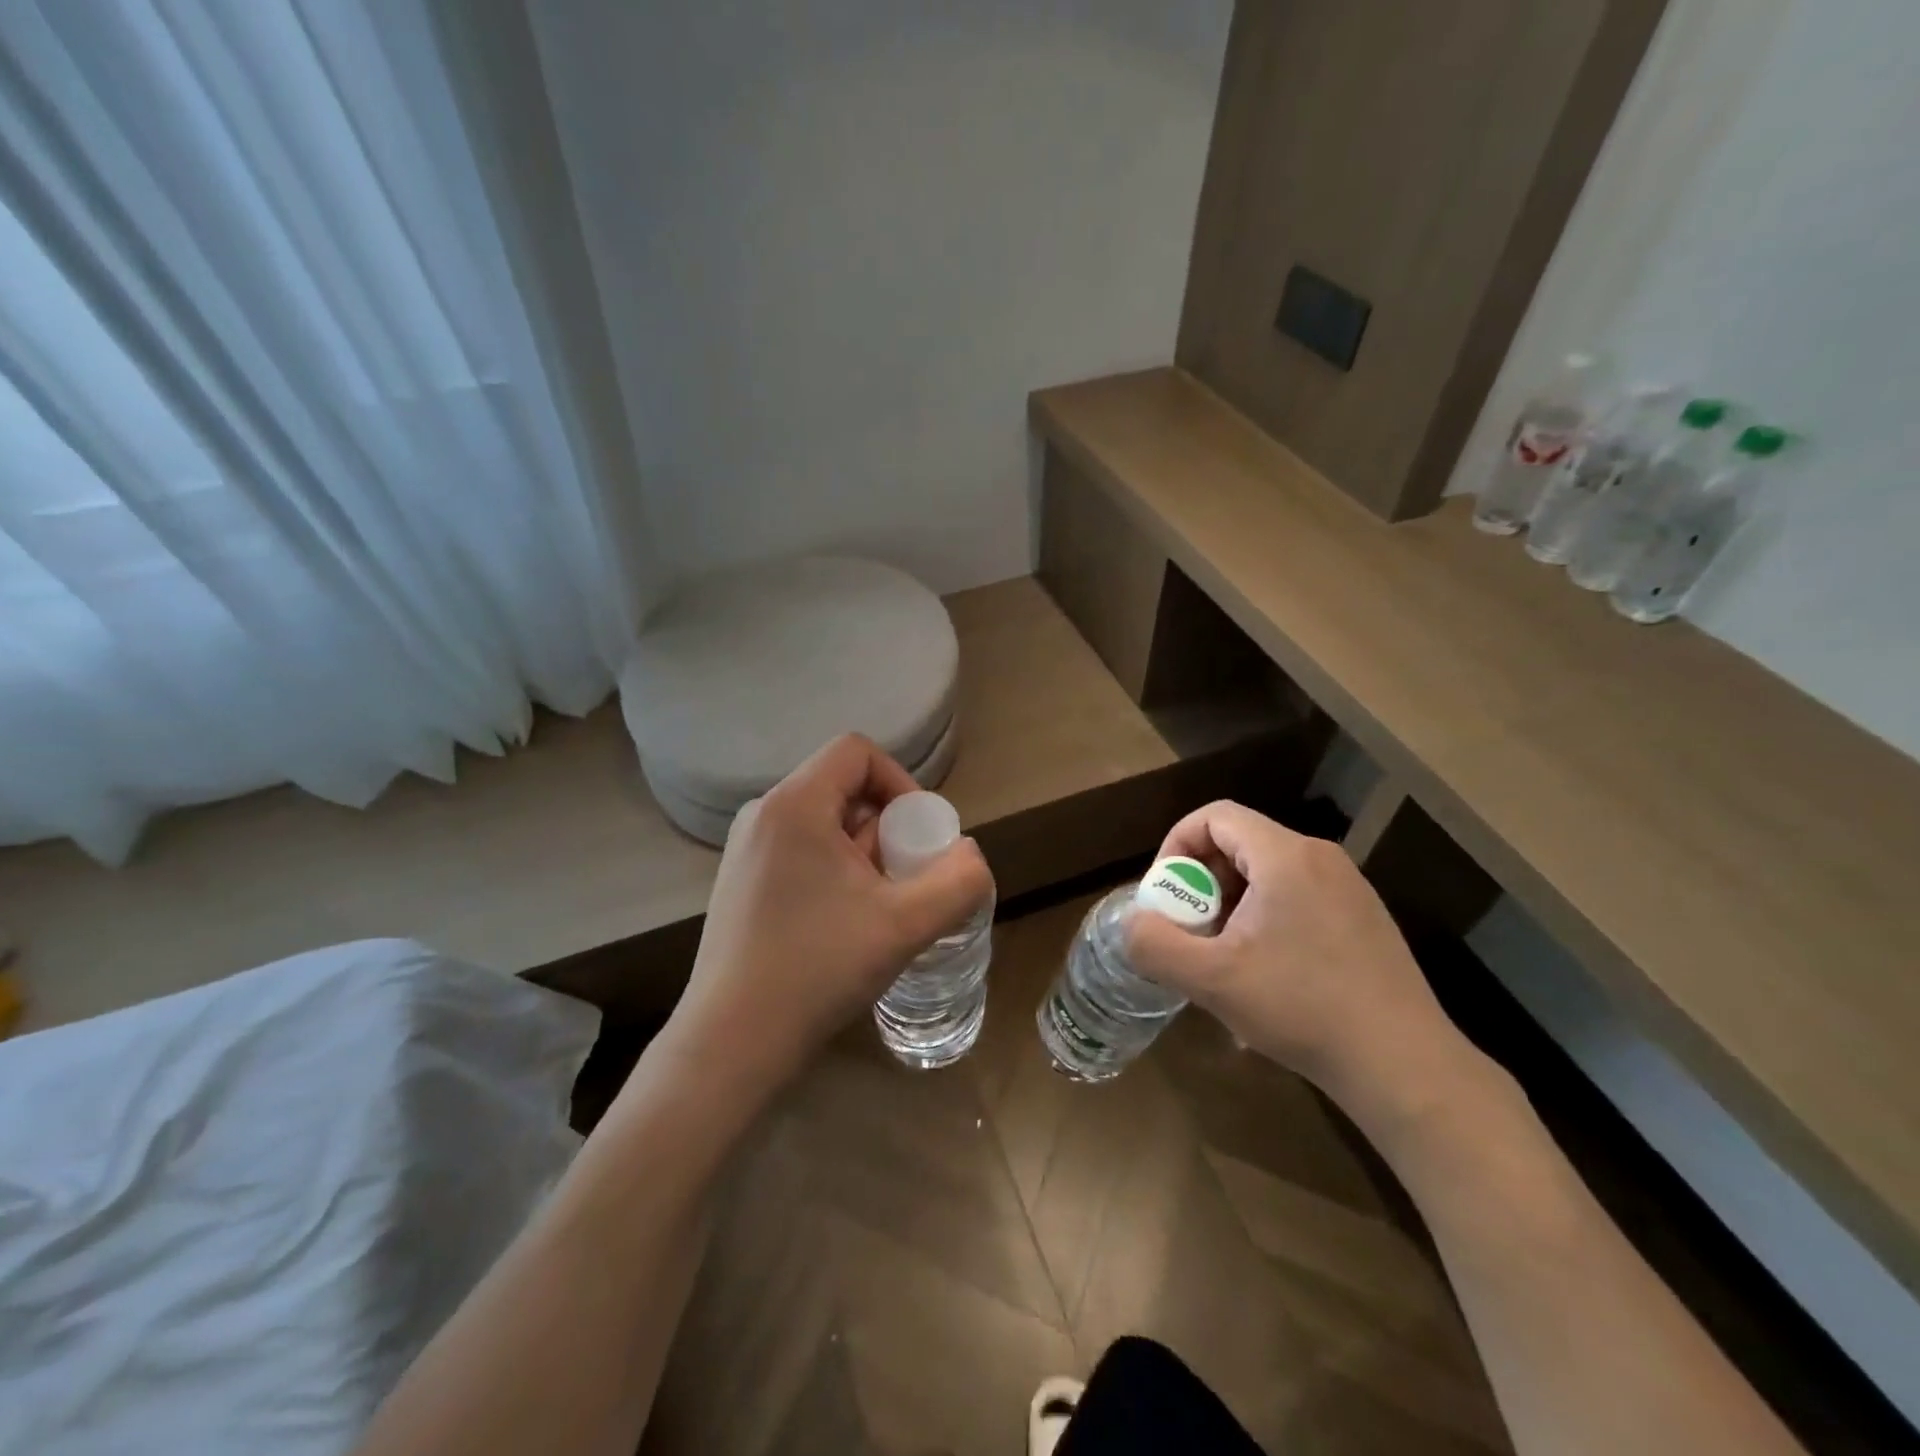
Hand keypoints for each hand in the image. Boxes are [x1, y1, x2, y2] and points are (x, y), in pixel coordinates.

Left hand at [668, 734, 992, 1093]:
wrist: (732, 1042)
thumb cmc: (818, 969)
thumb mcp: (904, 925)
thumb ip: (957, 882)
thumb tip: (970, 854)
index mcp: (795, 805)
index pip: (857, 752)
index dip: (901, 782)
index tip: (920, 836)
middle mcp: (763, 814)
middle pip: (843, 788)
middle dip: (887, 828)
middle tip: (904, 881)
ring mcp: (745, 849)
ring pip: (824, 824)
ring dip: (863, 854)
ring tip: (876, 909)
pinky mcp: (740, 882)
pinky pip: (801, 851)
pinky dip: (834, 871)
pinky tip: (842, 924)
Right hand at [1124, 800, 1477, 1124]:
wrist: (1403, 1065)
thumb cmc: (1302, 1008)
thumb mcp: (1212, 980)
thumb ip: (1156, 944)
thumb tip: (1131, 923)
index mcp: (1285, 856)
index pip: (1215, 817)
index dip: (1177, 846)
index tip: (1166, 895)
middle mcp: (1320, 858)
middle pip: (1240, 844)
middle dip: (1201, 882)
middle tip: (1189, 931)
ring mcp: (1348, 888)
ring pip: (1267, 873)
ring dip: (1231, 903)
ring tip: (1222, 956)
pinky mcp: (1363, 918)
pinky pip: (1296, 897)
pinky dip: (1264, 918)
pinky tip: (1265, 973)